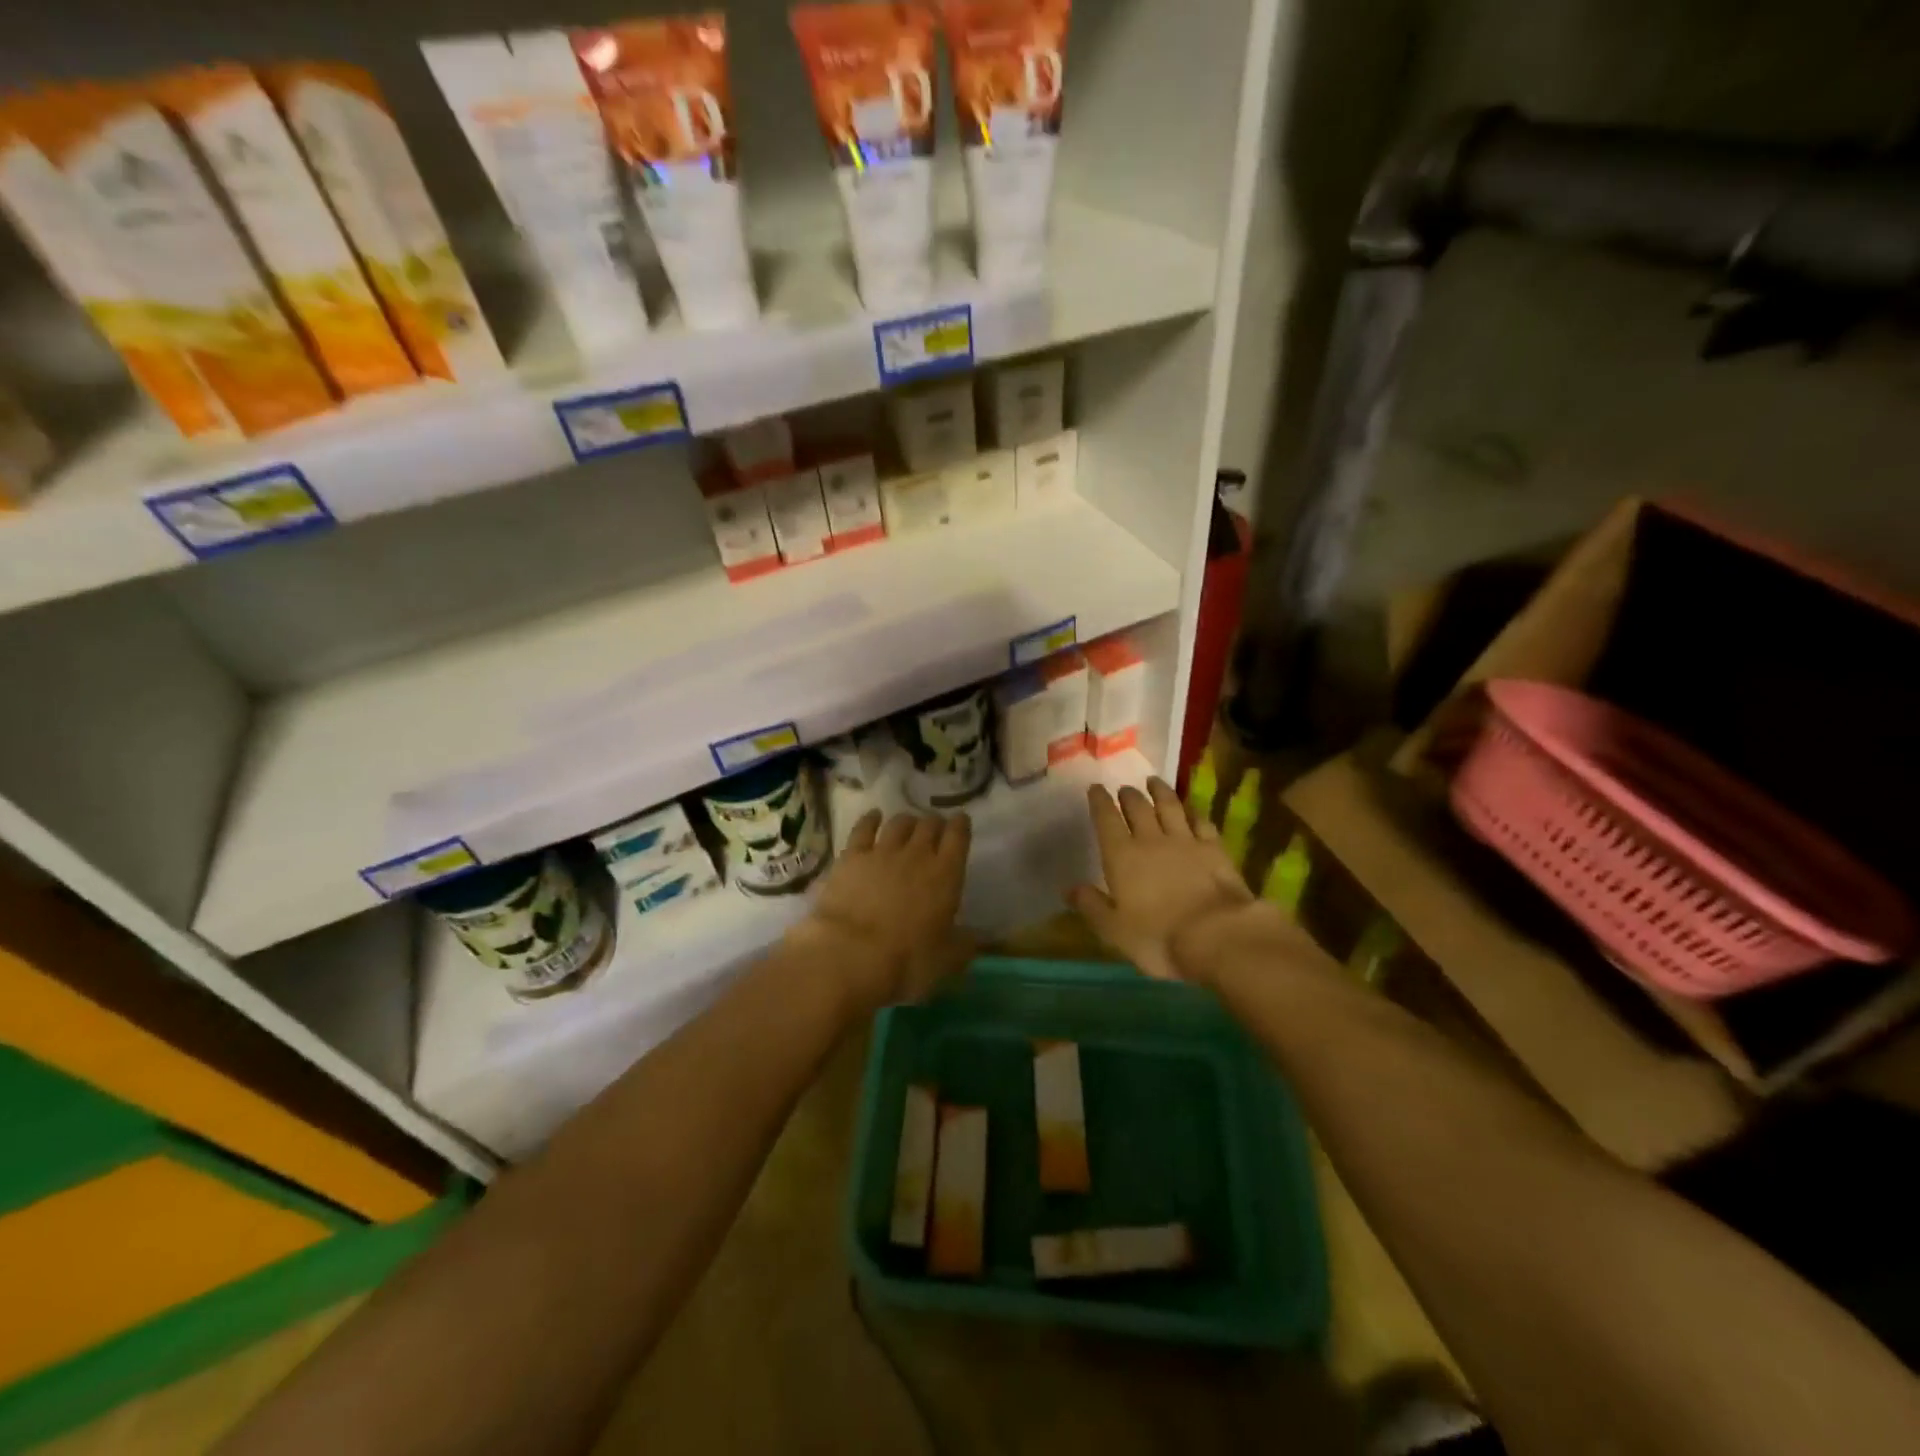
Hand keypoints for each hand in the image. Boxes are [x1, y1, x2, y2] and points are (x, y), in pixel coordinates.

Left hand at [794, 809, 974, 1012]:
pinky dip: (871, 819)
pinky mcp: (852, 856)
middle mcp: (917, 855)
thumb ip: (963, 945)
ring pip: (899, 823)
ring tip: (908, 825)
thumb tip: (974, 938)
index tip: (961, 821)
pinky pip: (864, 828)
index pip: (958, 836)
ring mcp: (882, 852)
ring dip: (907, 821)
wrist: (850, 954)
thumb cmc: (906, 961)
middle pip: (929, 824)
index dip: (961, 825)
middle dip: (934, 823)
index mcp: (946, 875)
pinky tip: (874, 816)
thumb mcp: (946, 961)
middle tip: (934, 828)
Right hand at [1069, 779, 1255, 980]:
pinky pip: (1201, 822)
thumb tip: (1069, 888)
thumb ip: (1091, 906)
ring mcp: (1186, 841)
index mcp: (1121, 856)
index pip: (1106, 819)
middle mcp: (1151, 840)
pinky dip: (1193, 812)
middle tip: (1125, 789)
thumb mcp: (1114, 930)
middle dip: (1129, 795)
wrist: (1217, 935)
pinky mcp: (1215, 849)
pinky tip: (1191, 810)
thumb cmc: (1158, 937)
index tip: (1096, 788)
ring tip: (1154, 782)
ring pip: (1170, 806)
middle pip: (1138, 807)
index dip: (1099, 801)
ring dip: (1160, 792)